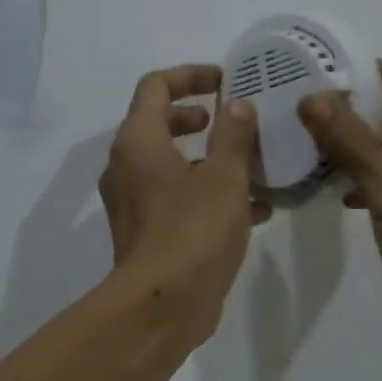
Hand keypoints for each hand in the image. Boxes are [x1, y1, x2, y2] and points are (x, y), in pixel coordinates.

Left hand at [100, 64, 268, 341]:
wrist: (162, 305)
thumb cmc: (193, 229)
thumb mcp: (225, 175)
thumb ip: (233, 134)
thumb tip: (237, 105)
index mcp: (138, 141)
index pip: (156, 86)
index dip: (190, 75)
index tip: (225, 81)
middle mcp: (126, 166)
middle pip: (158, 123)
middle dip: (197, 118)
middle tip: (230, 121)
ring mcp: (133, 201)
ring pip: (171, 165)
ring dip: (209, 159)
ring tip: (252, 165)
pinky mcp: (145, 232)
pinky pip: (176, 197)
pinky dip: (207, 193)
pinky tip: (255, 209)